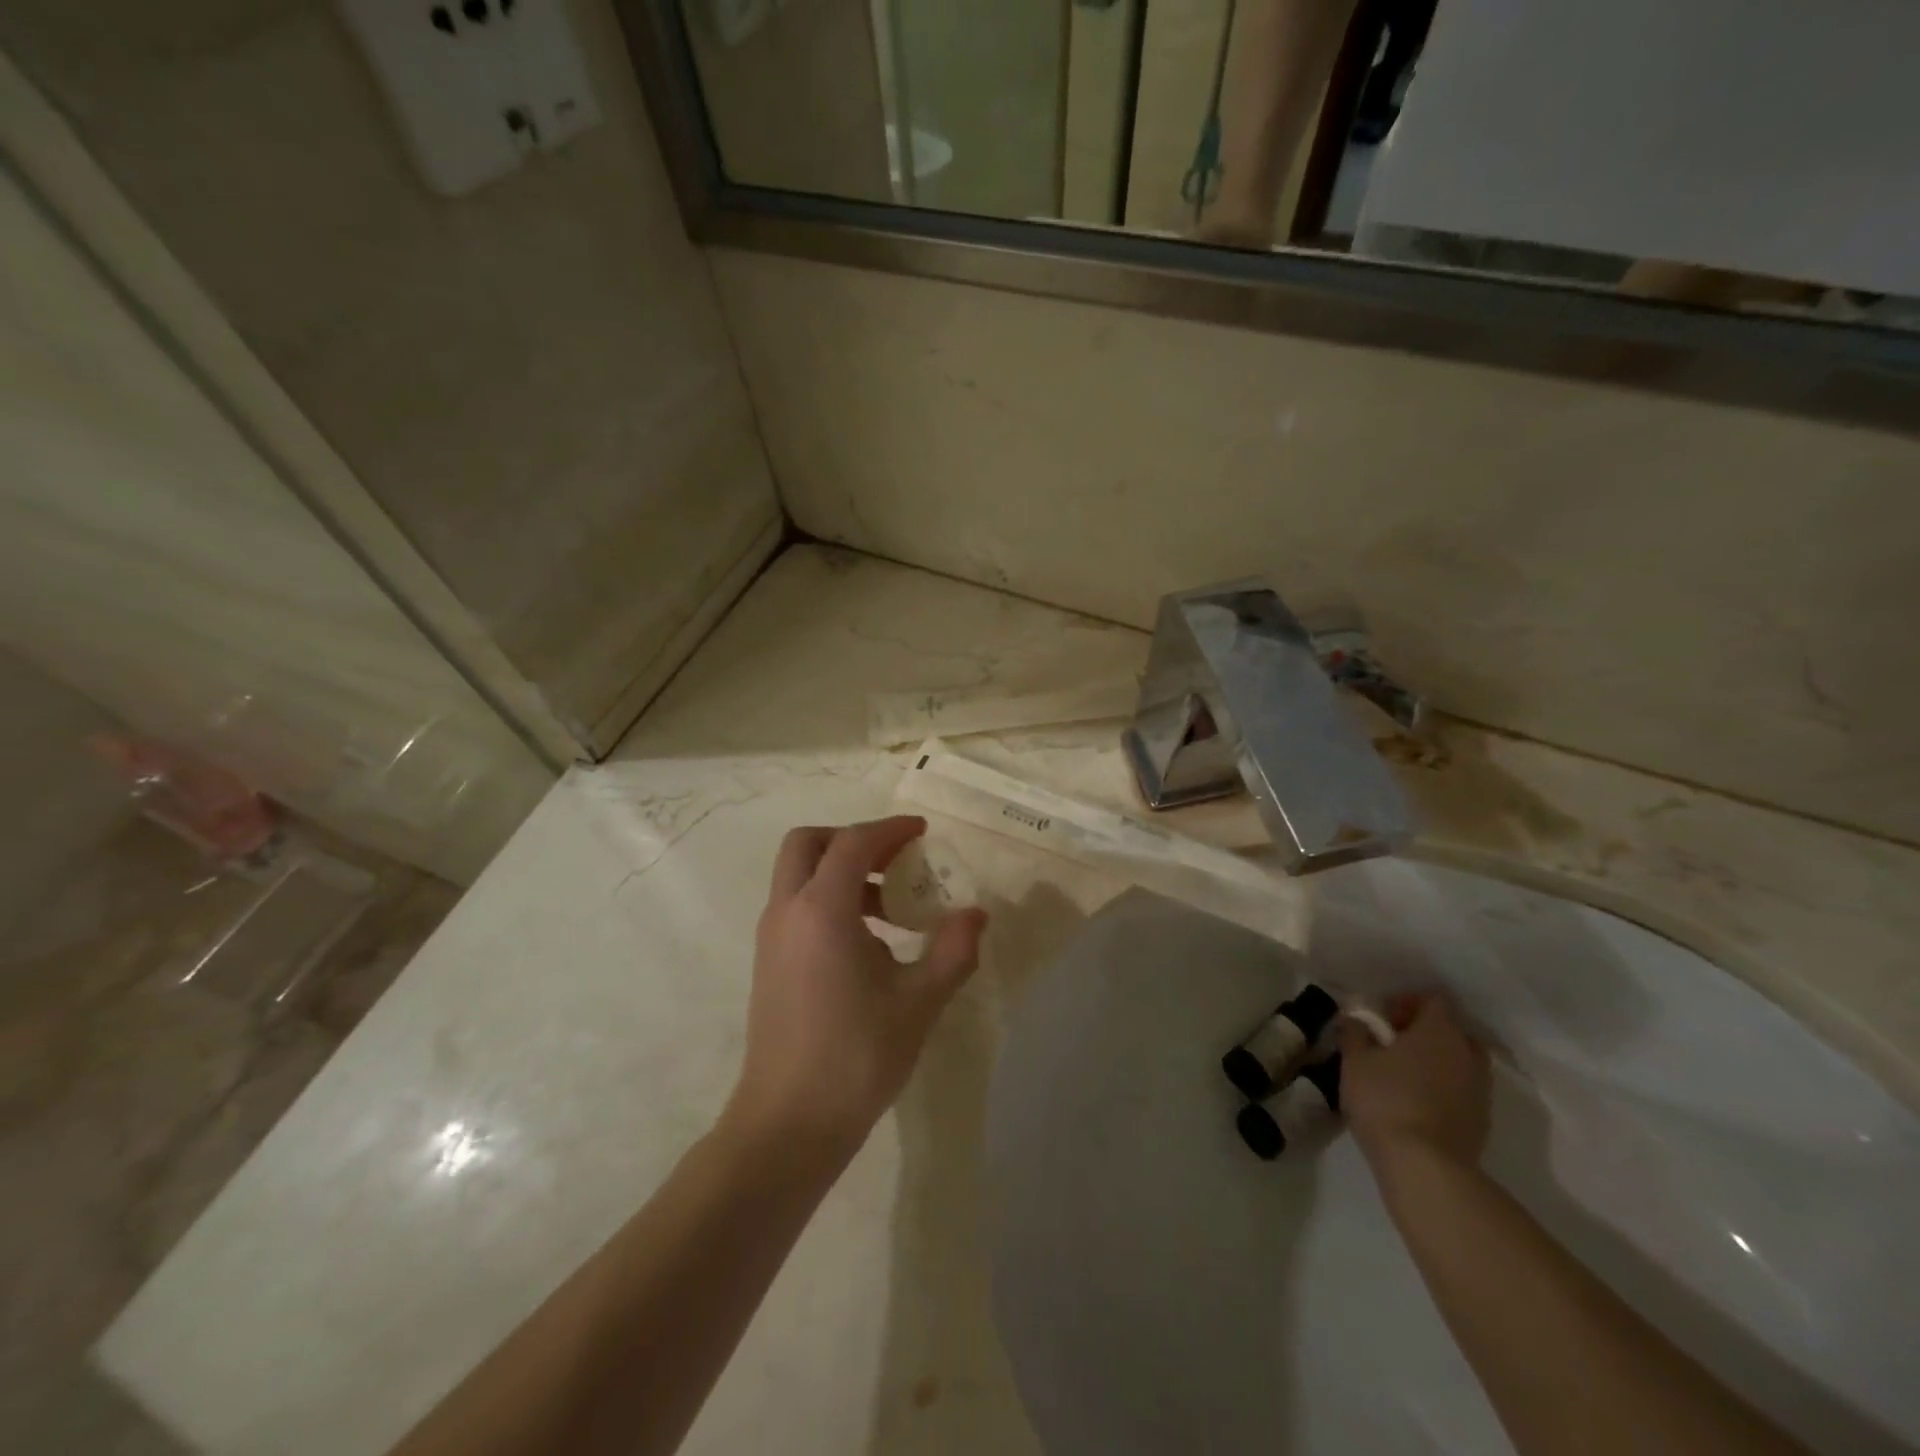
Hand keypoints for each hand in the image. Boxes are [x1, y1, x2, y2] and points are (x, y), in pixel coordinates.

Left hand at [727, 816, 986, 1156]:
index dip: (889, 829)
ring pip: (798, 875)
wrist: (788, 1123)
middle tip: (894, 859)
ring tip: (890, 907)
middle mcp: (788, 911)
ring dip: (840, 872)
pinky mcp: (768, 962)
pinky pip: (796, 906)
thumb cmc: (856, 1056)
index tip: (922, 832)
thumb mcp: (919, 1002)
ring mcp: (771, 937)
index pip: (852, 843)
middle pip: (808, 844)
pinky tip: (866, 942)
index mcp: (822, 910)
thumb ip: (953, 951)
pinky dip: (827, 900)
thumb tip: (977, 915)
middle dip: (851, 840)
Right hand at [1340, 992, 1489, 1170]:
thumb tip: (1357, 1019)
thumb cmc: (1385, 1100)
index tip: (1384, 1018)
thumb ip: (1356, 1032)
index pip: (1434, 999)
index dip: (1408, 1002)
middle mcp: (1467, 1054)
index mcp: (1440, 1031)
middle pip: (1453, 1030)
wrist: (1425, 1168)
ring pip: (1461, 1061)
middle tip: (1395, 1044)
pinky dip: (1444, 1088)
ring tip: (1405, 1075)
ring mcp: (1480, 1090)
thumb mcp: (1355, 1061)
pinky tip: (1417, 1103)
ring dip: (1437, 1061)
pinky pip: (1463, 1090)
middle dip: (1427, 1032)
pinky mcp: (1482, 1121)